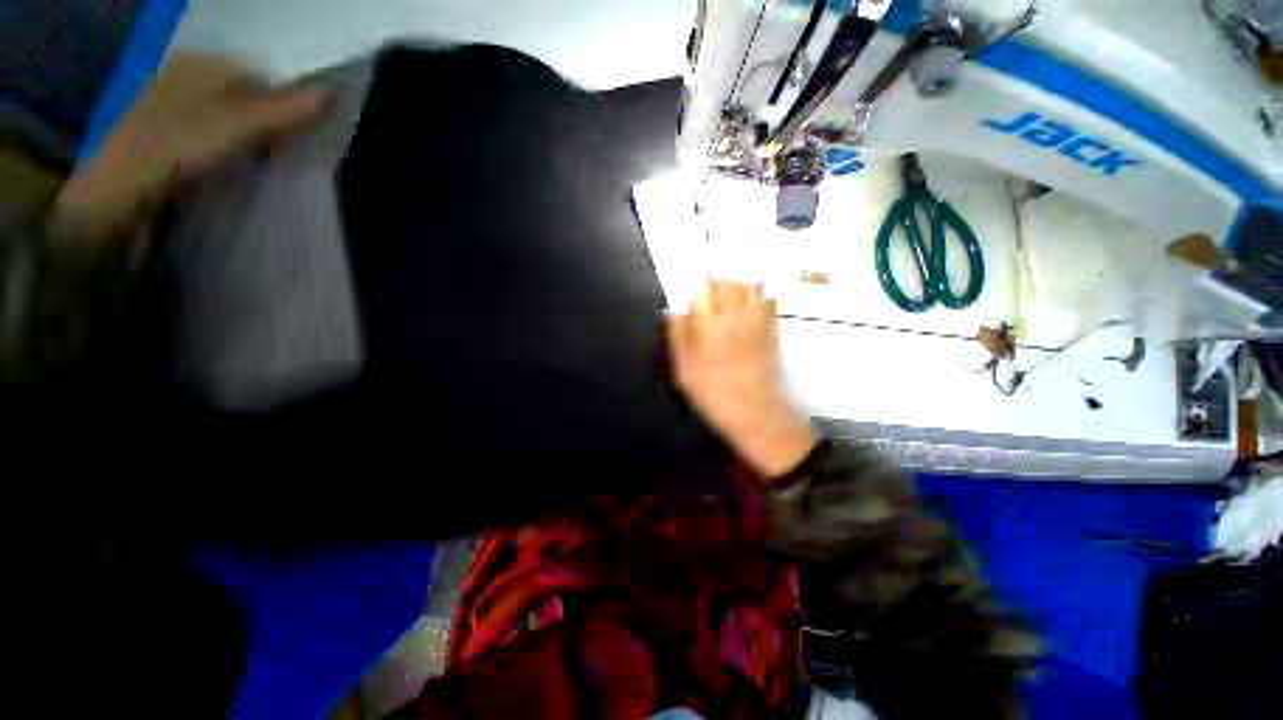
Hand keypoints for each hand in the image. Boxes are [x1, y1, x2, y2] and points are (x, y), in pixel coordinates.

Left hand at [54, 52, 326, 241]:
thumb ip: (289, 109)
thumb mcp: (242, 123)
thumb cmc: (180, 147)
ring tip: (263, 165)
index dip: (287, 103)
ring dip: (252, 143)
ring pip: (230, 123)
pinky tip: (236, 171)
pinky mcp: (168, 145)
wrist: (122, 196)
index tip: (301, 135)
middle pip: (245, 99)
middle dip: (270, 125)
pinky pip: (213, 142)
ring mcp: (172, 114)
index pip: (260, 76)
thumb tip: (332, 96)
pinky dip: (231, 155)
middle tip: (284, 152)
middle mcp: (184, 81)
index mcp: (198, 65)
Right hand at [666, 281, 815, 478]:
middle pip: (729, 283)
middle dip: (715, 284)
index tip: (689, 304)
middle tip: (707, 298)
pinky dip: (757, 299)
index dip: (694, 294)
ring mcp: (759, 321)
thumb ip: (677, 336)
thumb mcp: (684, 369)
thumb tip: (673, 313)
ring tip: (728, 302)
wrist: (755, 412)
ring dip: (737, 288)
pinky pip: (768, 302)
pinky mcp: (773, 330)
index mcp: (711, 323)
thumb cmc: (713, 392)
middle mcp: (737, 315)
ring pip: (751, 287)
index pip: (701, 292)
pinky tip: (747, 313)